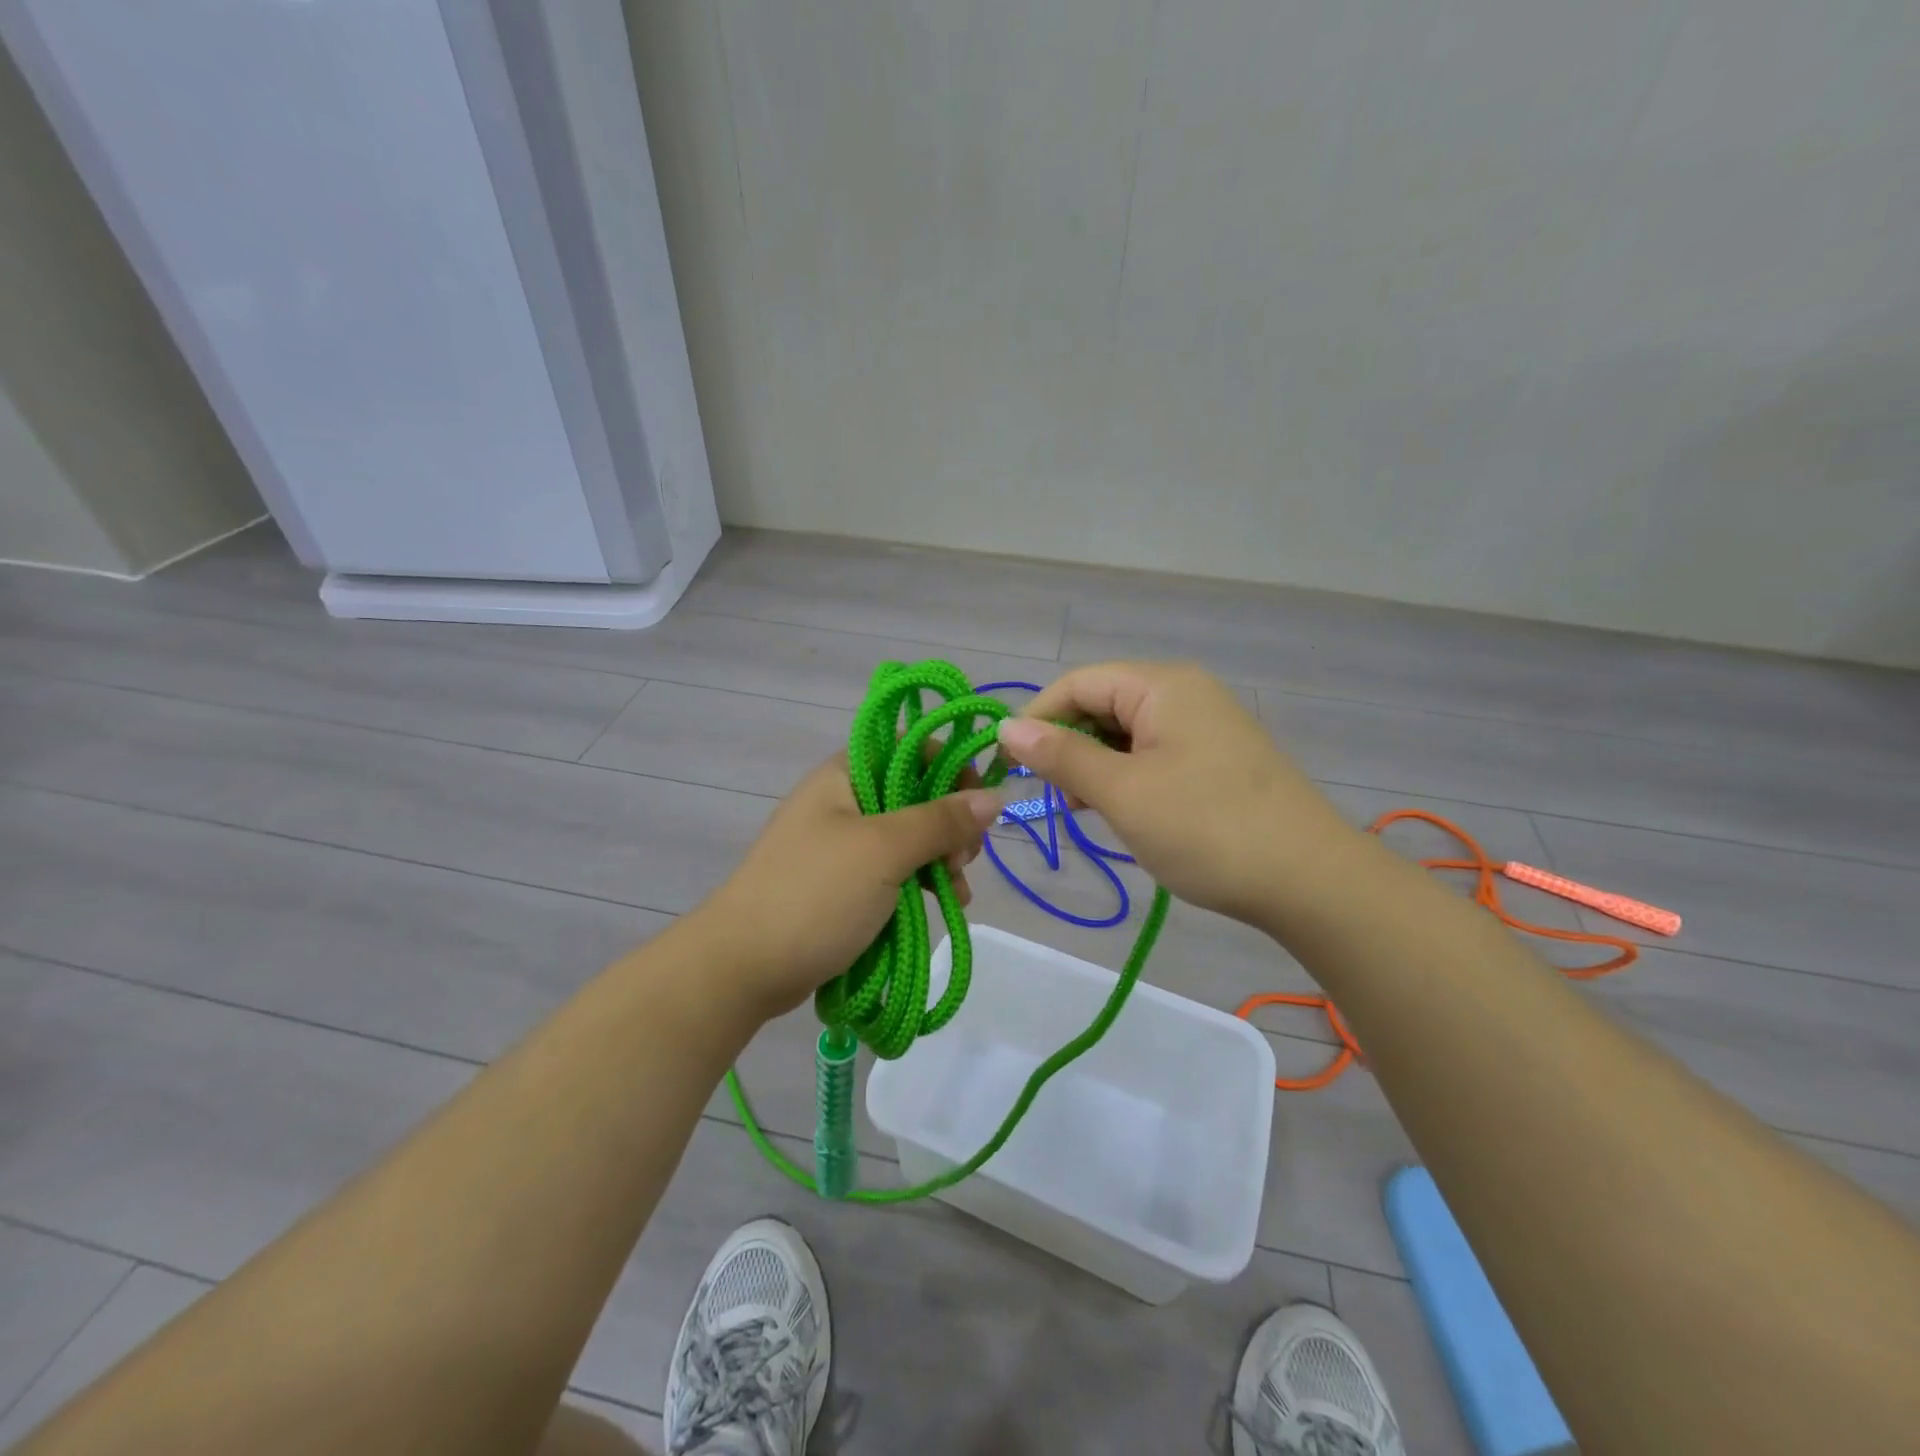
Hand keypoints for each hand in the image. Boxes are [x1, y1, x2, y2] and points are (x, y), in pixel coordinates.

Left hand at [692, 755, 1001, 1018]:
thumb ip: (941, 820)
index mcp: (846, 774)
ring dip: (940, 859)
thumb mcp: (884, 851)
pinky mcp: (842, 883)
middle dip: (949, 824)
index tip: (978, 802)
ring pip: (908, 837)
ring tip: (956, 892)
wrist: (742, 966)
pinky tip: (944, 904)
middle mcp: (844, 800)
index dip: (950, 766)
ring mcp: (841, 844)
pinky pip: (893, 871)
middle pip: (915, 794)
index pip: (910, 747)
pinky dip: (921, 883)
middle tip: (963, 858)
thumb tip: (995, 797)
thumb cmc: (815, 894)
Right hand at [997, 661, 1361, 930]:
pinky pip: (1153, 754)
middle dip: (1068, 745)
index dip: (1037, 719)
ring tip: (1086, 809)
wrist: (1310, 881)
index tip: (1010, 765)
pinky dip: (1126, 777)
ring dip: (1096, 765)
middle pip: (1102, 704)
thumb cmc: (1207, 828)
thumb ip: (1062, 755)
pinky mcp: (1216, 758)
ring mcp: (1205, 726)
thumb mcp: (1122, 792)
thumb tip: (1007, 729)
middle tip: (1055, 797)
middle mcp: (1184, 693)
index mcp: (1162, 686)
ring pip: (1126, 733)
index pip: (1078, 683)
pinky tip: (1121, 811)